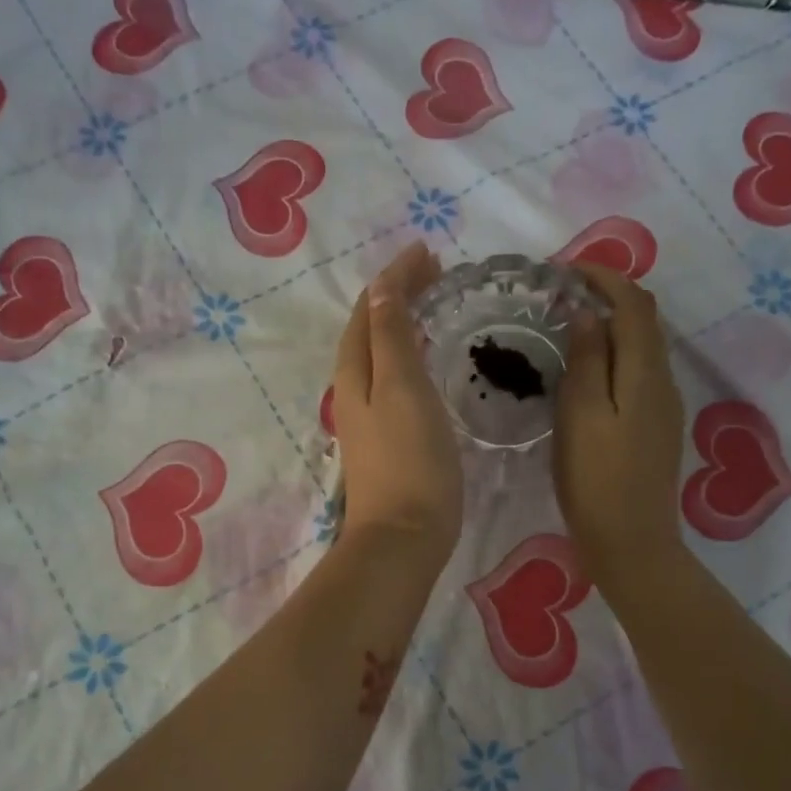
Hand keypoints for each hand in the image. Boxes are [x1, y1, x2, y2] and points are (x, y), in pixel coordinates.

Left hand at [332, 243, 462, 571]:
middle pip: (370, 328)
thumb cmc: (410, 460)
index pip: (369, 309)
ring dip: (401, 323)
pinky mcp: (387, 438)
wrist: (403, 537)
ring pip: (380, 354)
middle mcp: (354, 389)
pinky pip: (393, 378)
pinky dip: (408, 354)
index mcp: (355, 372)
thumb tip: (381, 290)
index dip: (394, 278)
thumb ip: (391, 338)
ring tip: (432, 305)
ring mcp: (368, 416)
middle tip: (435, 273)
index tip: (428, 253)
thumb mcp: (402, 389)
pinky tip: (427, 362)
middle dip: (396, 295)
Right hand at [553, 265, 687, 589]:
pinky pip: (639, 372)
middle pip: (644, 321)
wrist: (632, 543)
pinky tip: (588, 370)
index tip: (566, 269)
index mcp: (645, 373)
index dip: (605, 277)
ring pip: (643, 347)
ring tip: (569, 326)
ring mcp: (664, 406)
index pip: (634, 304)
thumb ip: (586, 360)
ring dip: (612, 325)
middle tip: (563, 293)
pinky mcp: (656, 427)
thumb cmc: (596, 480)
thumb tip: (587, 313)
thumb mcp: (581, 415)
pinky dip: (615, 354)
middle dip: (609, 295)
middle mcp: (663, 381)